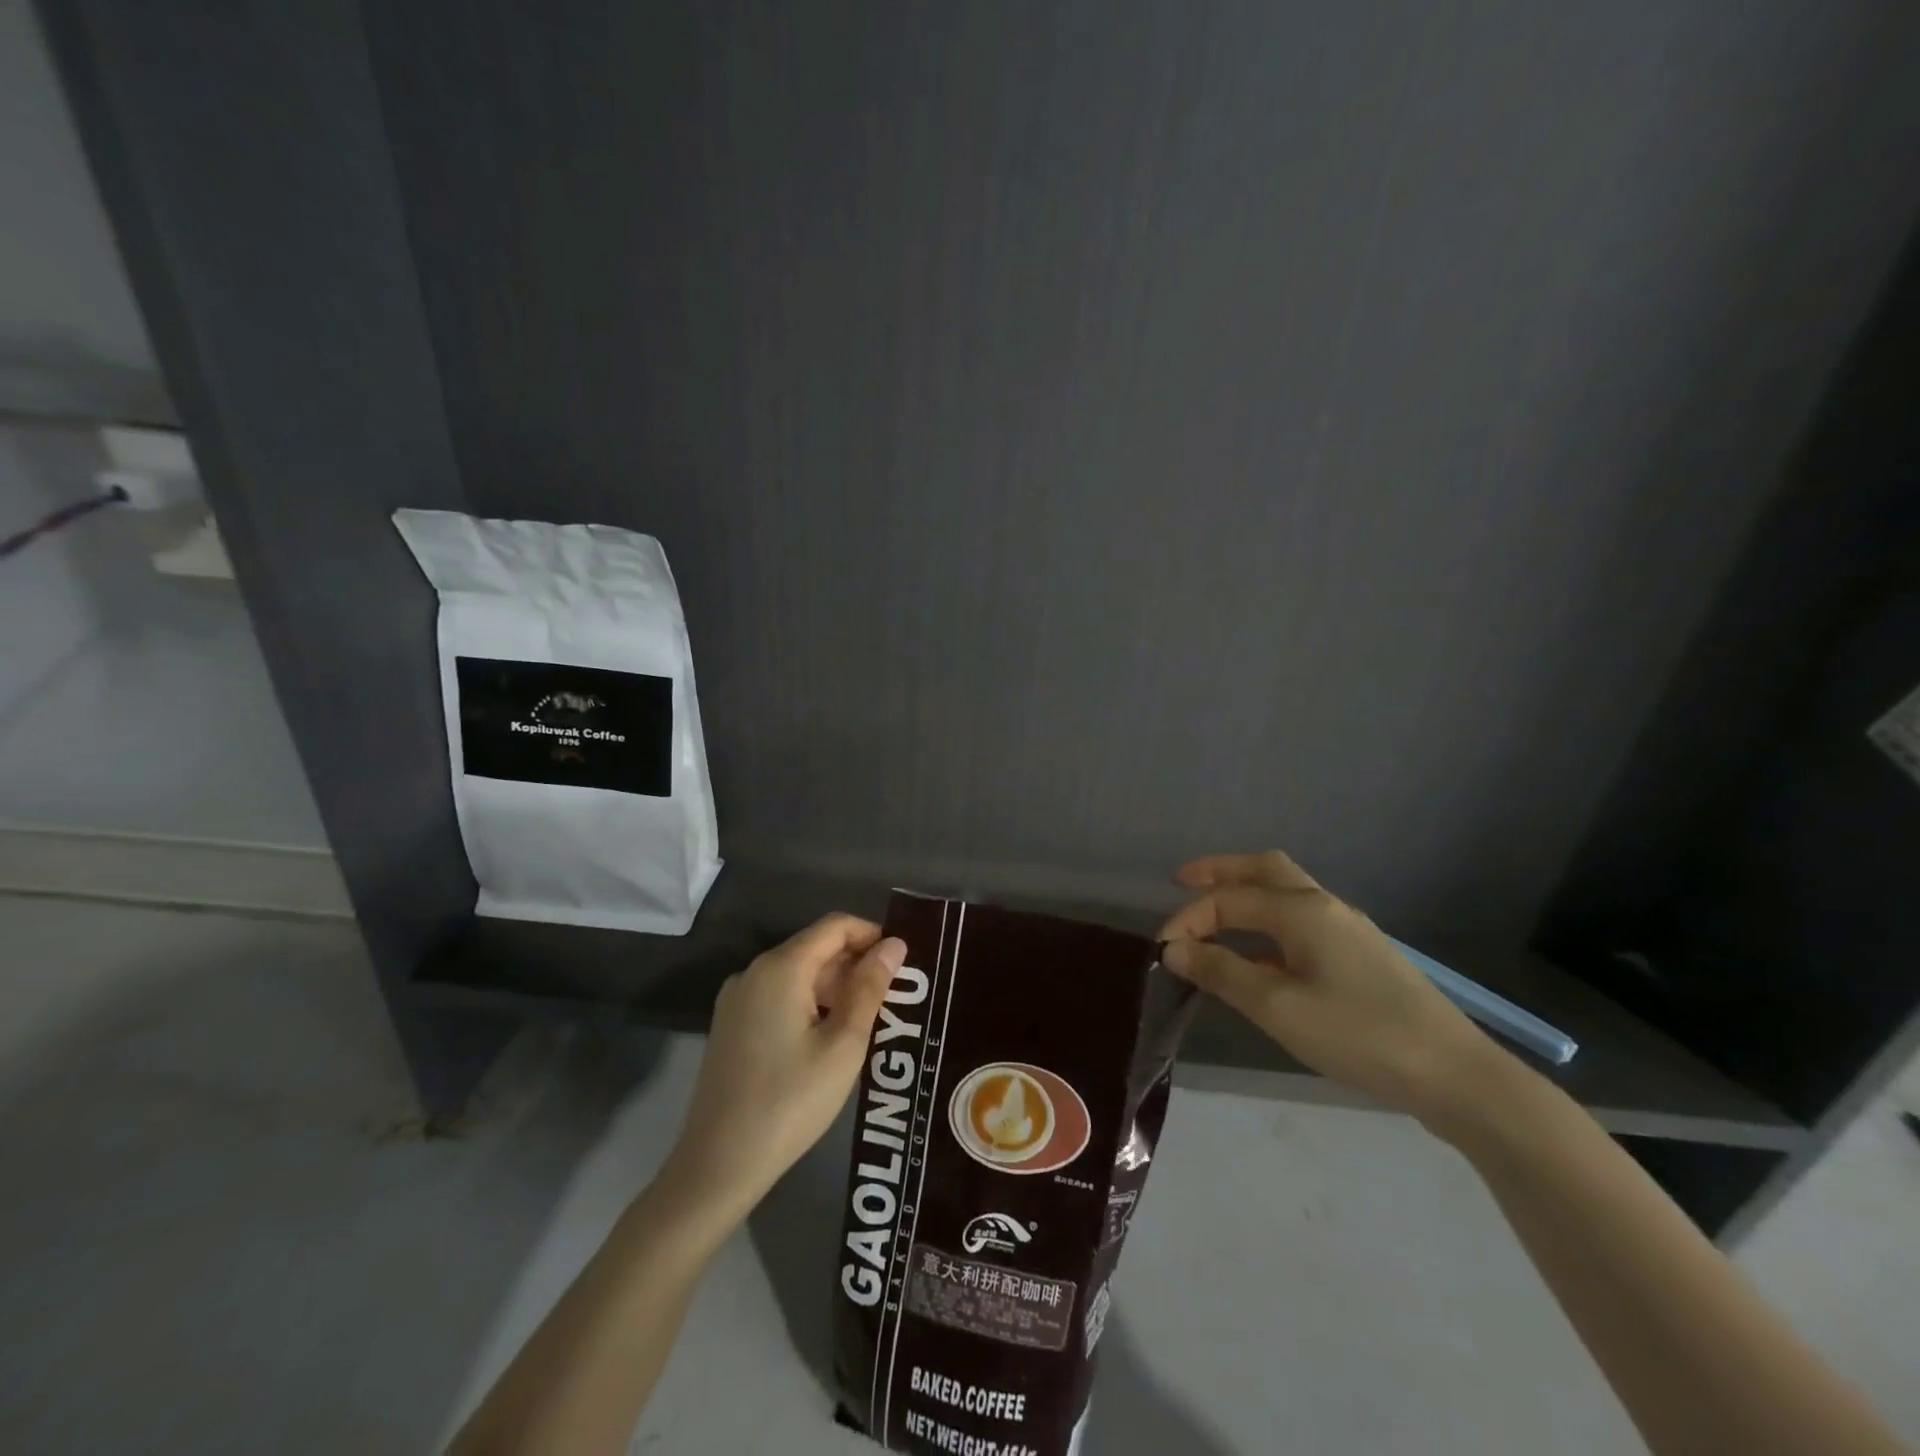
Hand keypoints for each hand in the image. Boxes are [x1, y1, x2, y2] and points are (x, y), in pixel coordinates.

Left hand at [659, 914, 906, 1223]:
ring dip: (834, 986)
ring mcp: (737, 998)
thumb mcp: (844, 1045)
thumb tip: (894, 944)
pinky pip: (778, 995)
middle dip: (855, 963)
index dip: (871, 934)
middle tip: (892, 998)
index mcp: (781, 967)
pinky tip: (827, 1038)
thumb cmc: (791, 1102)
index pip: (835, 926)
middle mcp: (754, 971)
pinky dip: (809, 1002)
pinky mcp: (730, 1024)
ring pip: (797, 972)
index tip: (902, 962)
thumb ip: (870, 988)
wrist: (718, 1165)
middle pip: (815, 947)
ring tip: (867, 1021)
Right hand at [1159, 851, 1497, 1120]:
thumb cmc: (1359, 1034)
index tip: (1162, 952)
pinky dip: (1266, 925)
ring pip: (1285, 894)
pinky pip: (1299, 923)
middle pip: (1263, 870)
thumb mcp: (1277, 1007)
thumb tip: (1173, 948)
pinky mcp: (1360, 957)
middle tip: (1181, 882)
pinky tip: (1258, 958)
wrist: (1455, 1076)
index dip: (1188, 919)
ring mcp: (1346, 930)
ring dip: (1245, 896)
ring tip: (1212, 917)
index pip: (1228, 899)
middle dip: (1220, 872)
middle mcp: (1323, 907)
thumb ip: (1221, 972)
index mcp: (1301, 910)